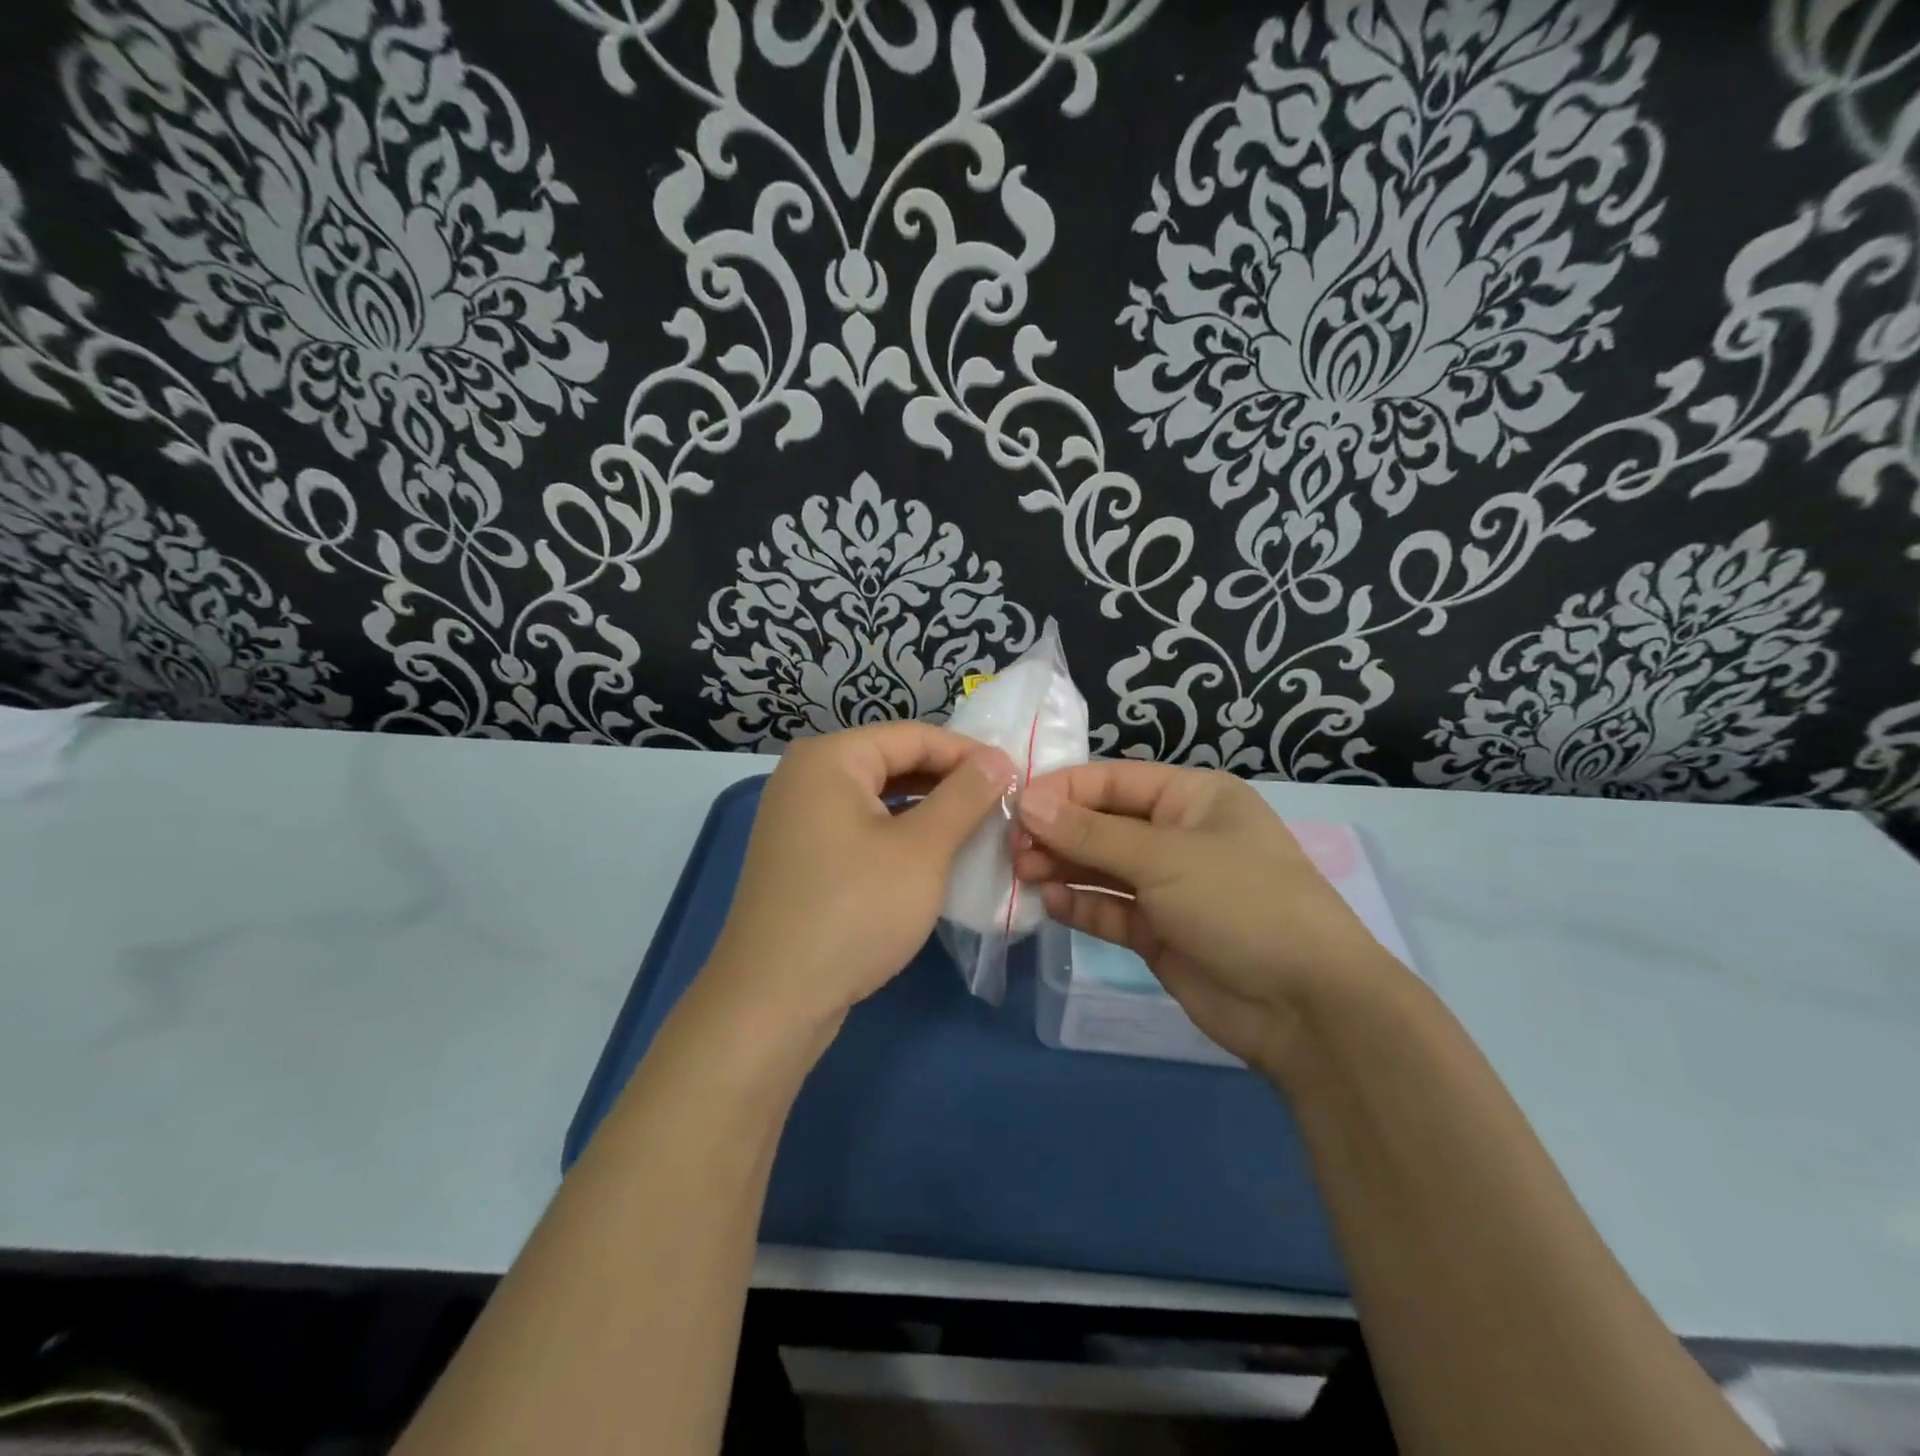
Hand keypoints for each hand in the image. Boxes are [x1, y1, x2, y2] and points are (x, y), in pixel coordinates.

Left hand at [699, 723, 1014, 1045]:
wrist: (773, 1001)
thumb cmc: (854, 911)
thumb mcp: (922, 850)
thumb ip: (964, 796)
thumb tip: (998, 758)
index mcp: (830, 758)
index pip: (914, 736)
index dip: (969, 753)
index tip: (1017, 777)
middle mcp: (806, 776)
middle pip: (893, 762)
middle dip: (949, 782)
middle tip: (1003, 805)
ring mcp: (798, 818)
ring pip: (878, 798)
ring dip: (928, 810)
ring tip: (977, 829)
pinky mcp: (801, 856)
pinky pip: (860, 828)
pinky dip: (899, 835)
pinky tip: (933, 856)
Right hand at [1014, 761, 1403, 1069]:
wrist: (1306, 1006)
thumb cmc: (1240, 902)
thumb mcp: (1164, 857)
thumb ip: (1090, 834)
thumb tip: (1028, 802)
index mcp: (1193, 797)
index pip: (1114, 780)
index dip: (1063, 789)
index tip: (1015, 804)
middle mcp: (1178, 835)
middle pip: (1103, 824)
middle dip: (1058, 831)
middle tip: (1012, 847)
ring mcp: (1169, 887)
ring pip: (1102, 868)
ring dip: (1062, 867)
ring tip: (1021, 872)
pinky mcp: (1159, 932)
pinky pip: (1110, 910)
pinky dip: (1081, 905)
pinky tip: (1051, 902)